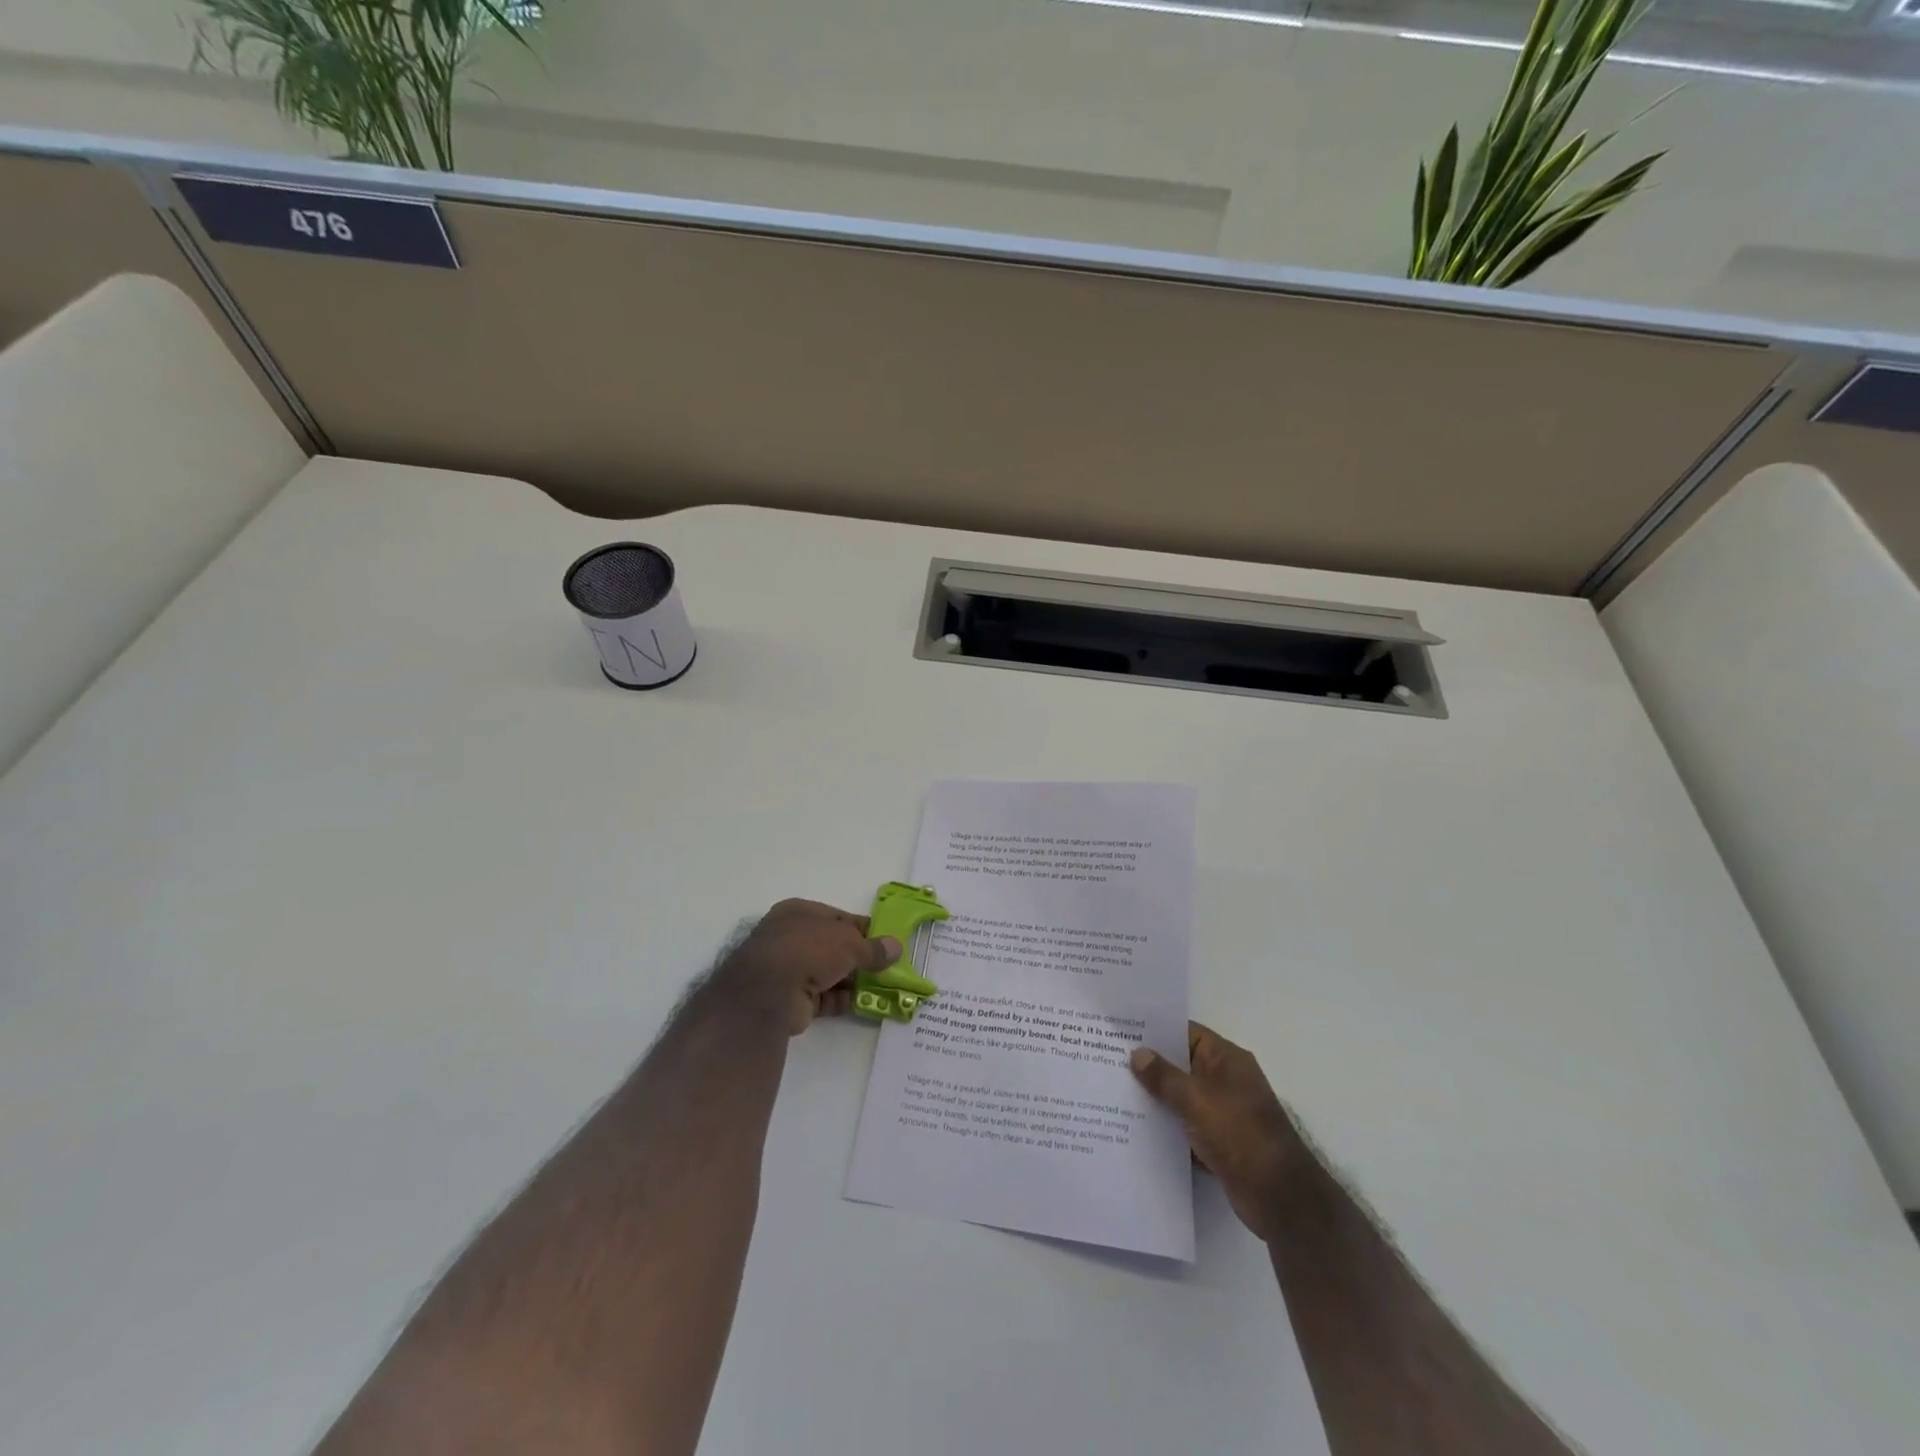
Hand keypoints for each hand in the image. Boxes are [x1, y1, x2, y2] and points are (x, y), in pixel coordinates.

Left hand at [717, 899, 901, 1035]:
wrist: (768, 992)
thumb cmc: (809, 949)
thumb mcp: (849, 942)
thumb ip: (873, 948)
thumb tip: (895, 947)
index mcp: (800, 912)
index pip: (838, 917)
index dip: (863, 929)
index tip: (885, 941)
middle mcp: (791, 937)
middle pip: (833, 947)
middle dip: (859, 958)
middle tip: (886, 968)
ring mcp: (788, 969)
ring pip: (828, 973)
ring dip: (852, 981)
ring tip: (882, 989)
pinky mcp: (789, 999)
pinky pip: (822, 997)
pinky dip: (841, 1000)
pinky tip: (864, 1004)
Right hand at [1131, 1022, 1303, 1243]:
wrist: (1279, 1197)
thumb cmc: (1239, 1134)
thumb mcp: (1196, 1099)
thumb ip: (1164, 1076)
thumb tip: (1138, 1053)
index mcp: (1226, 1059)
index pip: (1186, 1032)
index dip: (1155, 1030)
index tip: (1122, 1030)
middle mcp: (1226, 1080)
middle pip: (1181, 1064)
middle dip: (1150, 1065)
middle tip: (1109, 1060)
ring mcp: (1223, 1112)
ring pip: (1181, 1097)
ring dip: (1156, 1098)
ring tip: (1114, 1092)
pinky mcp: (1220, 1141)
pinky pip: (1186, 1125)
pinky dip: (1167, 1127)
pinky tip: (1135, 1128)